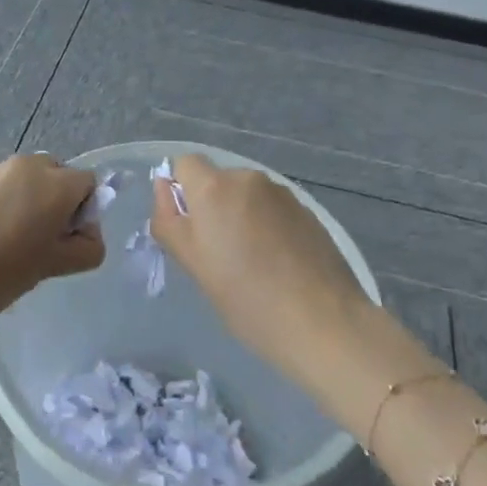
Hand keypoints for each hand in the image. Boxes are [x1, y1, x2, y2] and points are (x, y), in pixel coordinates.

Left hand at [0, 154, 102, 331]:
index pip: (88, 184)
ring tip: (8, 244)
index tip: (65, 243)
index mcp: (54, 183)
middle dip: (57, 204)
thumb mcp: (51, 267)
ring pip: (27, 182)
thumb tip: (86, 234)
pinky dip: (2, 205)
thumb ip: (84, 248)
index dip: (84, 213)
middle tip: (39, 243)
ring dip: (28, 204)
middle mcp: (27, 165)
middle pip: (57, 177)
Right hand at [151, 155, 371, 387]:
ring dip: (242, 216)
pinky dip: (268, 226)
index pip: (185, 163)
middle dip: (213, 207)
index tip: (190, 229)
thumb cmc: (246, 298)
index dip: (181, 191)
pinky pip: (273, 209)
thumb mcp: (193, 263)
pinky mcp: (308, 211)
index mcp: (214, 187)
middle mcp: (248, 179)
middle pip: (218, 180)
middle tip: (219, 255)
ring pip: (247, 195)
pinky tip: (279, 264)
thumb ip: (169, 219)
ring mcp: (282, 193)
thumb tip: (164, 187)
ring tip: (253, 263)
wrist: (323, 322)